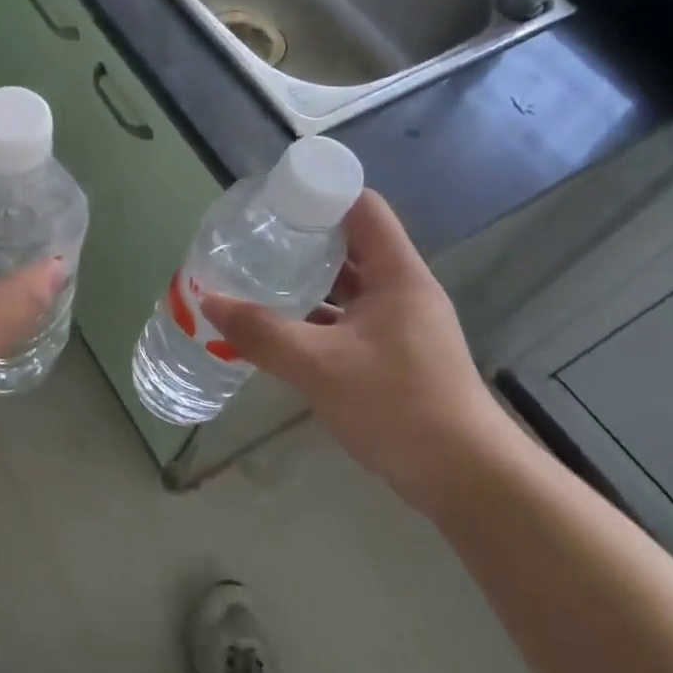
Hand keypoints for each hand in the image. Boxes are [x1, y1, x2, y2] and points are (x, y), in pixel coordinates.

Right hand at [199, 190, 512, 513]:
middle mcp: (402, 289)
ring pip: (347, 284)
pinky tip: (279, 327)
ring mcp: (400, 323)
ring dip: (307, 280)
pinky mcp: (393, 354)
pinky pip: (347, 318)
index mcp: (397, 274)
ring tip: (257, 277)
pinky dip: (315, 316)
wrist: (464, 478)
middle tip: (254, 240)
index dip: (320, 194)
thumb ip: (262, 333)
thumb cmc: (398, 406)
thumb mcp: (320, 366)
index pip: (362, 207)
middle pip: (350, 243)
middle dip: (302, 238)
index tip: (273, 203)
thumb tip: (209, 303)